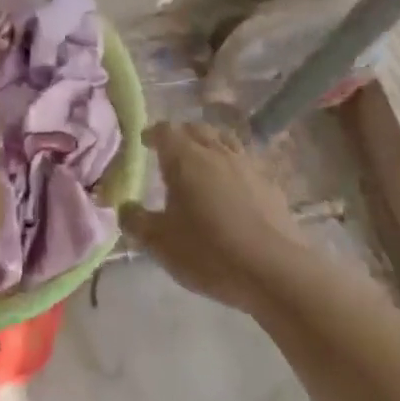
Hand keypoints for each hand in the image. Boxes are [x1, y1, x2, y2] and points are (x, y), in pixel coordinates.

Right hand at [119, 122, 305, 313]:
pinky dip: (233, 168)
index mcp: (185, 158)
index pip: (166, 131)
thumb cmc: (208, 251)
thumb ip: (136, 221)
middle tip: (171, 151)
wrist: (274, 270)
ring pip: (225, 142)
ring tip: (203, 162)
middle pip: (197, 130)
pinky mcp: (271, 185)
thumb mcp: (160, 242)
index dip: (153, 133)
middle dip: (181, 135)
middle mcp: (216, 153)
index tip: (145, 142)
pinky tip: (233, 188)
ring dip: (210, 145)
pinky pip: (246, 164)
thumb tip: (125, 208)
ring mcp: (248, 166)